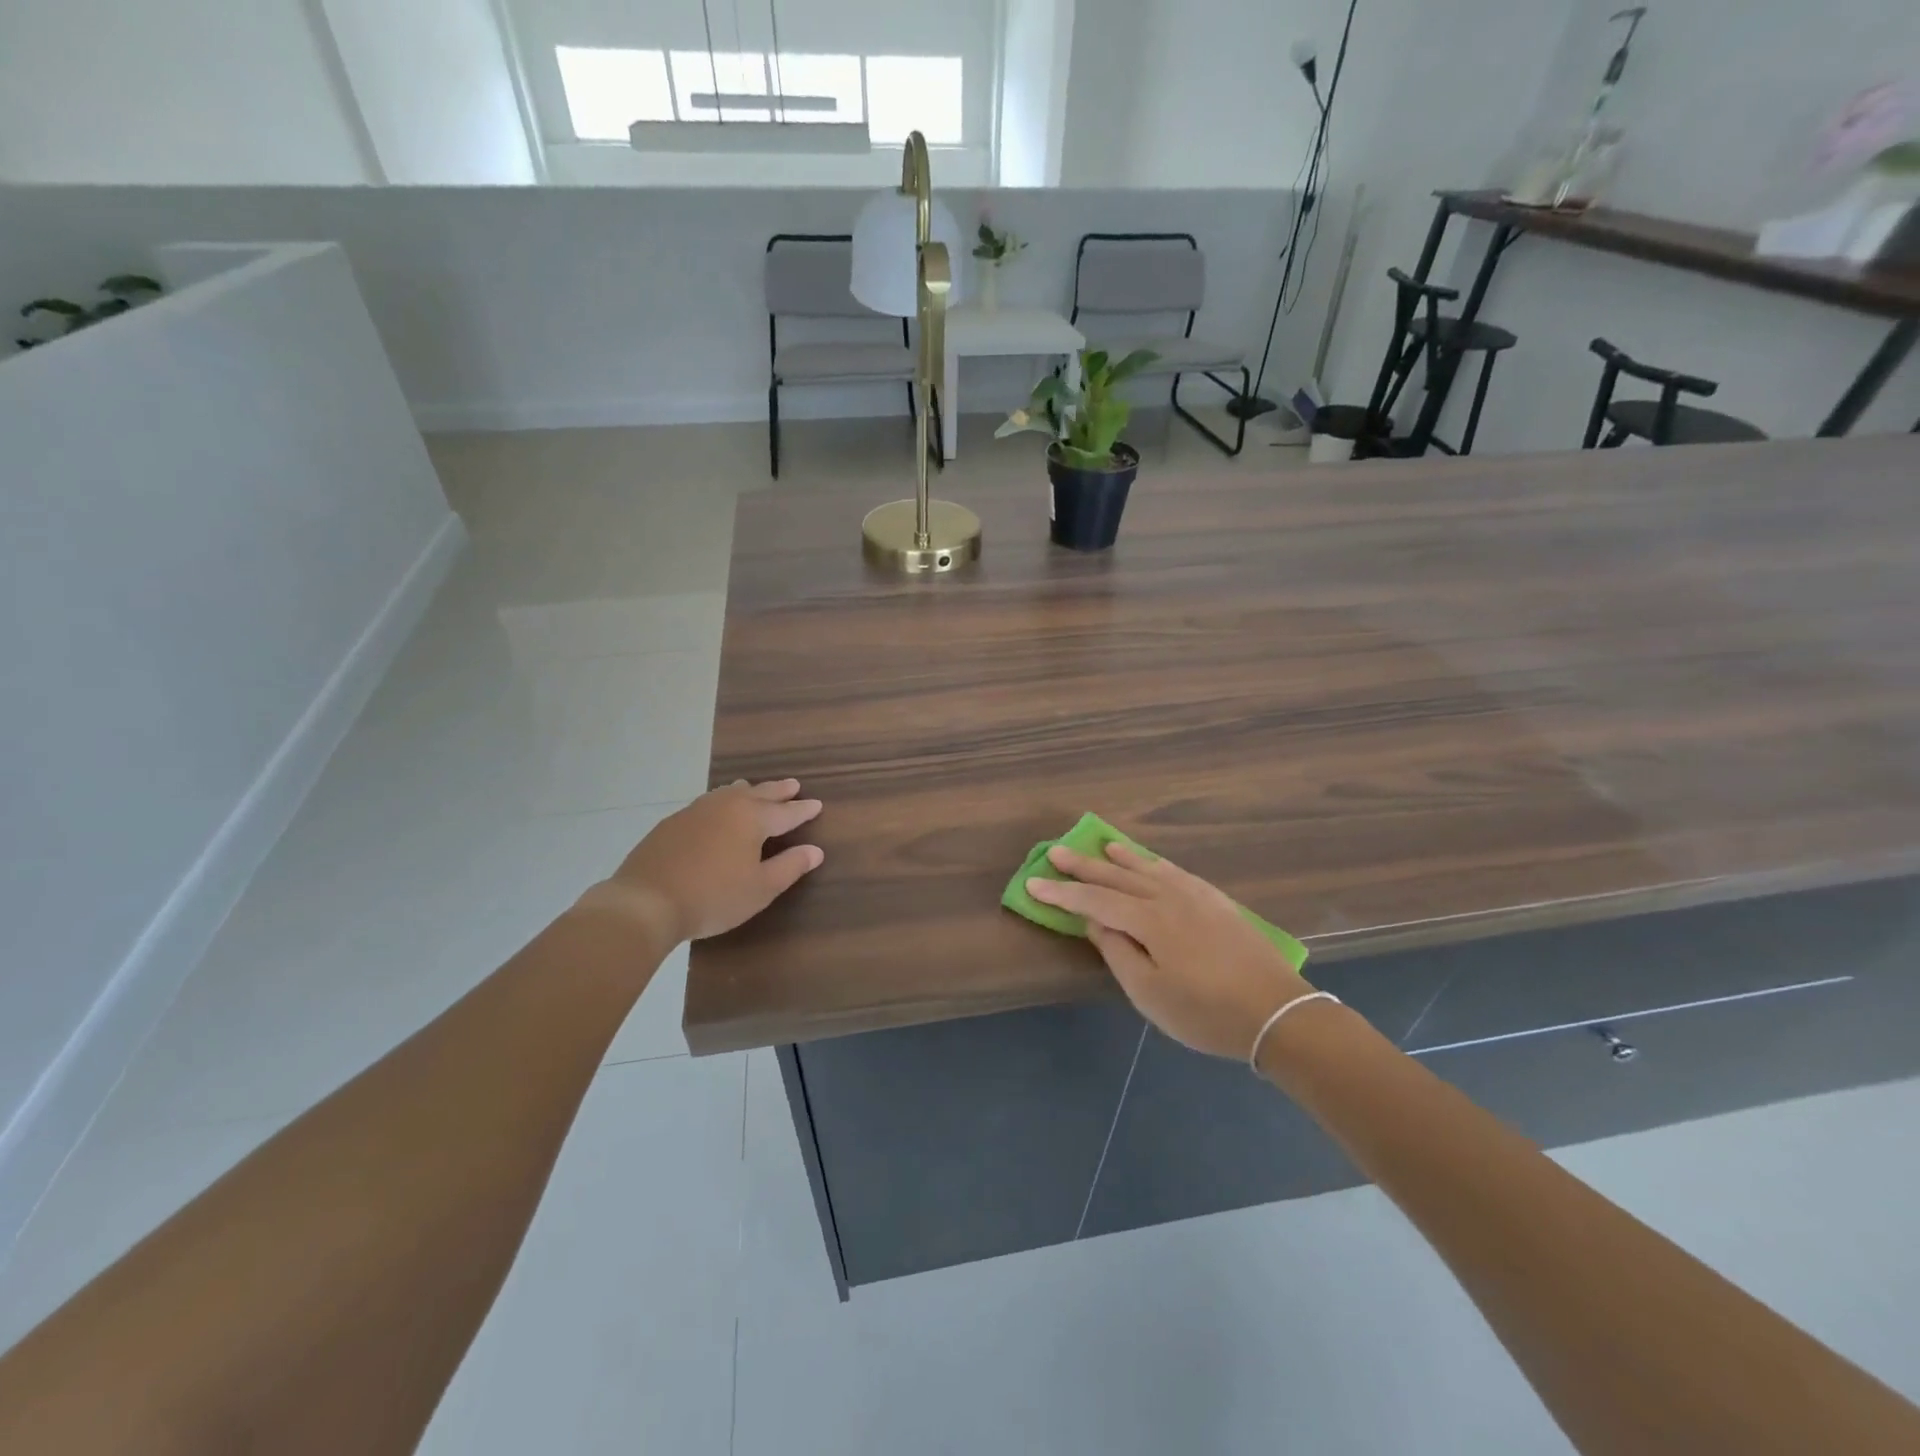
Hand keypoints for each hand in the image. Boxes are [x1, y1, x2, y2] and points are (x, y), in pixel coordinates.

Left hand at [580, 779, 823, 945]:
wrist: (646, 901)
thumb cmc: (712, 897)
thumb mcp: (760, 889)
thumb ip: (790, 866)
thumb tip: (815, 850)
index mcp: (752, 819)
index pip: (786, 812)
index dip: (803, 810)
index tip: (817, 804)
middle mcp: (726, 806)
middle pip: (759, 793)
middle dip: (778, 791)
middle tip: (793, 785)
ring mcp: (696, 810)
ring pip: (729, 793)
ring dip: (749, 791)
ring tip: (755, 789)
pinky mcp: (673, 822)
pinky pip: (708, 802)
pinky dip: (722, 801)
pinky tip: (716, 810)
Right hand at [1027, 843, 1311, 1059]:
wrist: (1278, 1012)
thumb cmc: (1206, 1012)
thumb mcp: (1150, 994)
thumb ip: (1118, 953)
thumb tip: (1096, 924)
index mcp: (1149, 920)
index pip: (1094, 901)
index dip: (1061, 893)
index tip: (1032, 882)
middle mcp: (1168, 897)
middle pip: (1117, 877)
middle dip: (1083, 865)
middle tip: (1055, 851)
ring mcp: (1196, 896)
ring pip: (1148, 868)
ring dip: (1120, 858)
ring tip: (1102, 844)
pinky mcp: (1217, 902)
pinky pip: (1175, 871)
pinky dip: (1154, 863)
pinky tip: (1150, 863)